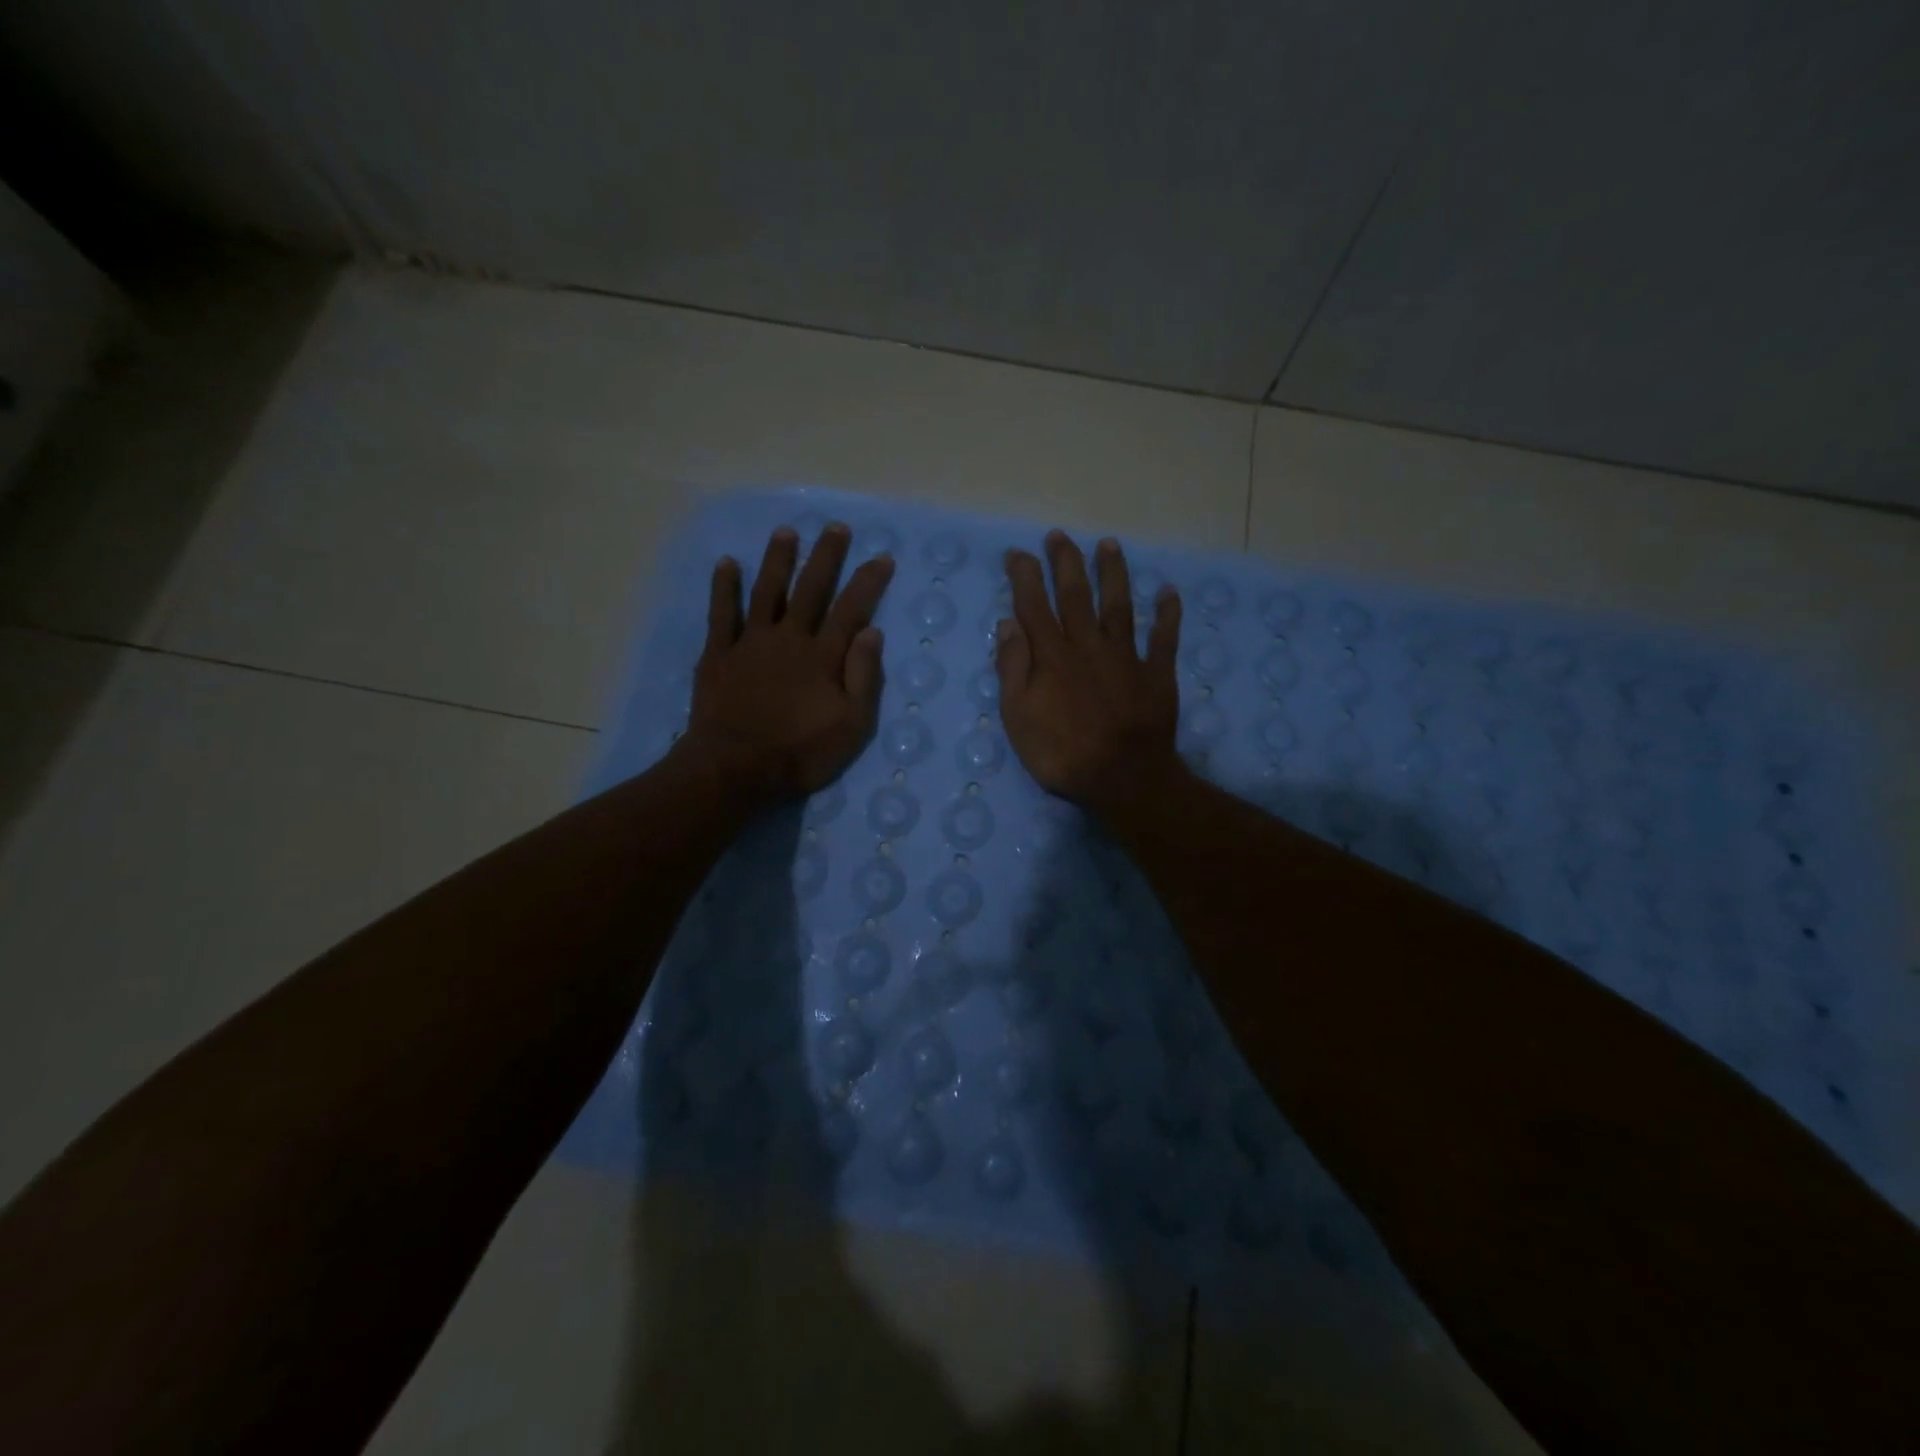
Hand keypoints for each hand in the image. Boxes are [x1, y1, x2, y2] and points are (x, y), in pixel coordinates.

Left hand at [682, 522, 894, 802]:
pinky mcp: (718, 654)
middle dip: (826, 557)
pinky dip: (724, 587)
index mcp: (823, 656)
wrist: (735, 768)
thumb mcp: (851, 725)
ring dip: (778, 560)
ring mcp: (750, 643)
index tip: (882, 557)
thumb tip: (871, 631)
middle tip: (836, 528)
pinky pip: (721, 613)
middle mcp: (789, 638)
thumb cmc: (800, 753)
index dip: (868, 582)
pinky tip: (727, 564)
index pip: (851, 609)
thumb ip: (863, 676)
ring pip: (767, 591)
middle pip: (811, 589)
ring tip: (786, 532)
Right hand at [996, 531, 1183, 816]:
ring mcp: (1126, 656)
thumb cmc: (1062, 753)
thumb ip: (1012, 668)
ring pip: (1119, 605)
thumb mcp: (1018, 716)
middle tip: (1059, 536)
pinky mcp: (1156, 673)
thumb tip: (1008, 623)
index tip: (1018, 553)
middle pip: (1075, 594)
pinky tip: (1168, 592)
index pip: (1034, 605)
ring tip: (1109, 545)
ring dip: (1113, 573)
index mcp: (1052, 656)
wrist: (1123, 778)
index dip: (1024, 576)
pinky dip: (1167, 614)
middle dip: (1065, 562)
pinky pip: (1164, 638)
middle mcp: (1088, 645)